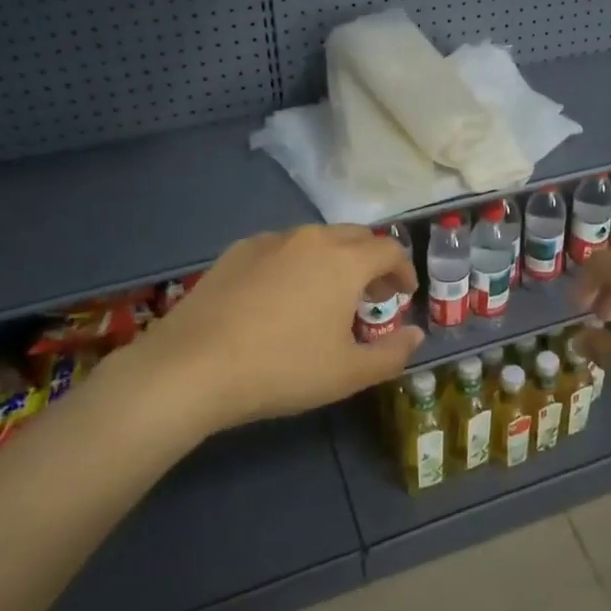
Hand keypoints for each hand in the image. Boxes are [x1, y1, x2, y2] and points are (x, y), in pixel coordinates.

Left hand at [121, 225, 422, 433]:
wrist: (193, 366)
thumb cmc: (283, 368)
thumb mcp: (348, 374)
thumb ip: (392, 353)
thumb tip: (417, 334)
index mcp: (345, 260)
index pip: (389, 249)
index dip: (404, 270)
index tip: (404, 294)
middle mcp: (311, 238)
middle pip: (355, 236)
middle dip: (372, 261)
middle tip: (372, 294)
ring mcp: (270, 240)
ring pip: (316, 239)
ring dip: (335, 260)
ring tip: (328, 295)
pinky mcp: (237, 251)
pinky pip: (282, 247)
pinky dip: (297, 263)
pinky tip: (282, 295)